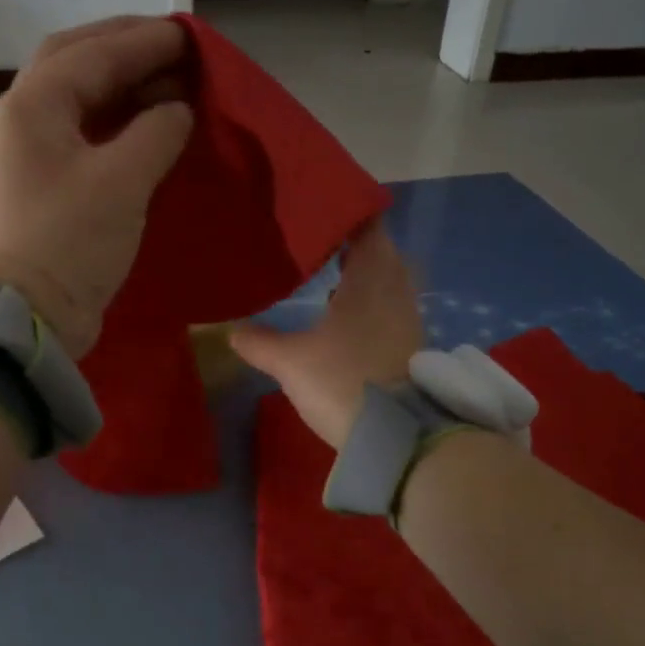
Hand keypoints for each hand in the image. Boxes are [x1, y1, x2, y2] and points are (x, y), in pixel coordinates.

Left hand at [0, 17, 193, 355]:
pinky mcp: (38, 188)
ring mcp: (25, 156)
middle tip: (173, 49)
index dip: (144, 41)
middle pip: (73, 64)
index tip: (190, 35)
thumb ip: (156, 133)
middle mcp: (20, 121)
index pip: (92, 54)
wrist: (27, 317)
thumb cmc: (70, 242)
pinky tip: (144, 128)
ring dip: (119, 87)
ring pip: (75, 101)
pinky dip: (112, 124)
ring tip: (166, 84)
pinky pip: (78, 136)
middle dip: (124, 50)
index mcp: (31, 107)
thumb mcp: (122, 182)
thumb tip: (175, 110)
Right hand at [230, 224, 422, 448]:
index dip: (351, 214)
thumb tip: (233, 330)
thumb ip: (260, 343)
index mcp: (369, 281)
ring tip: (333, 277)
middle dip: (357, 244)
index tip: (326, 209)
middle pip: (383, 253)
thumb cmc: (342, 382)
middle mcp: (395, 292)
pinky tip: (348, 317)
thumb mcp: (290, 362)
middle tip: (323, 243)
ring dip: (366, 275)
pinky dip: (372, 303)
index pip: (369, 229)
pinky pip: (391, 308)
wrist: (396, 436)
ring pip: (389, 283)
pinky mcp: (411, 347)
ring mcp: (408, 320)